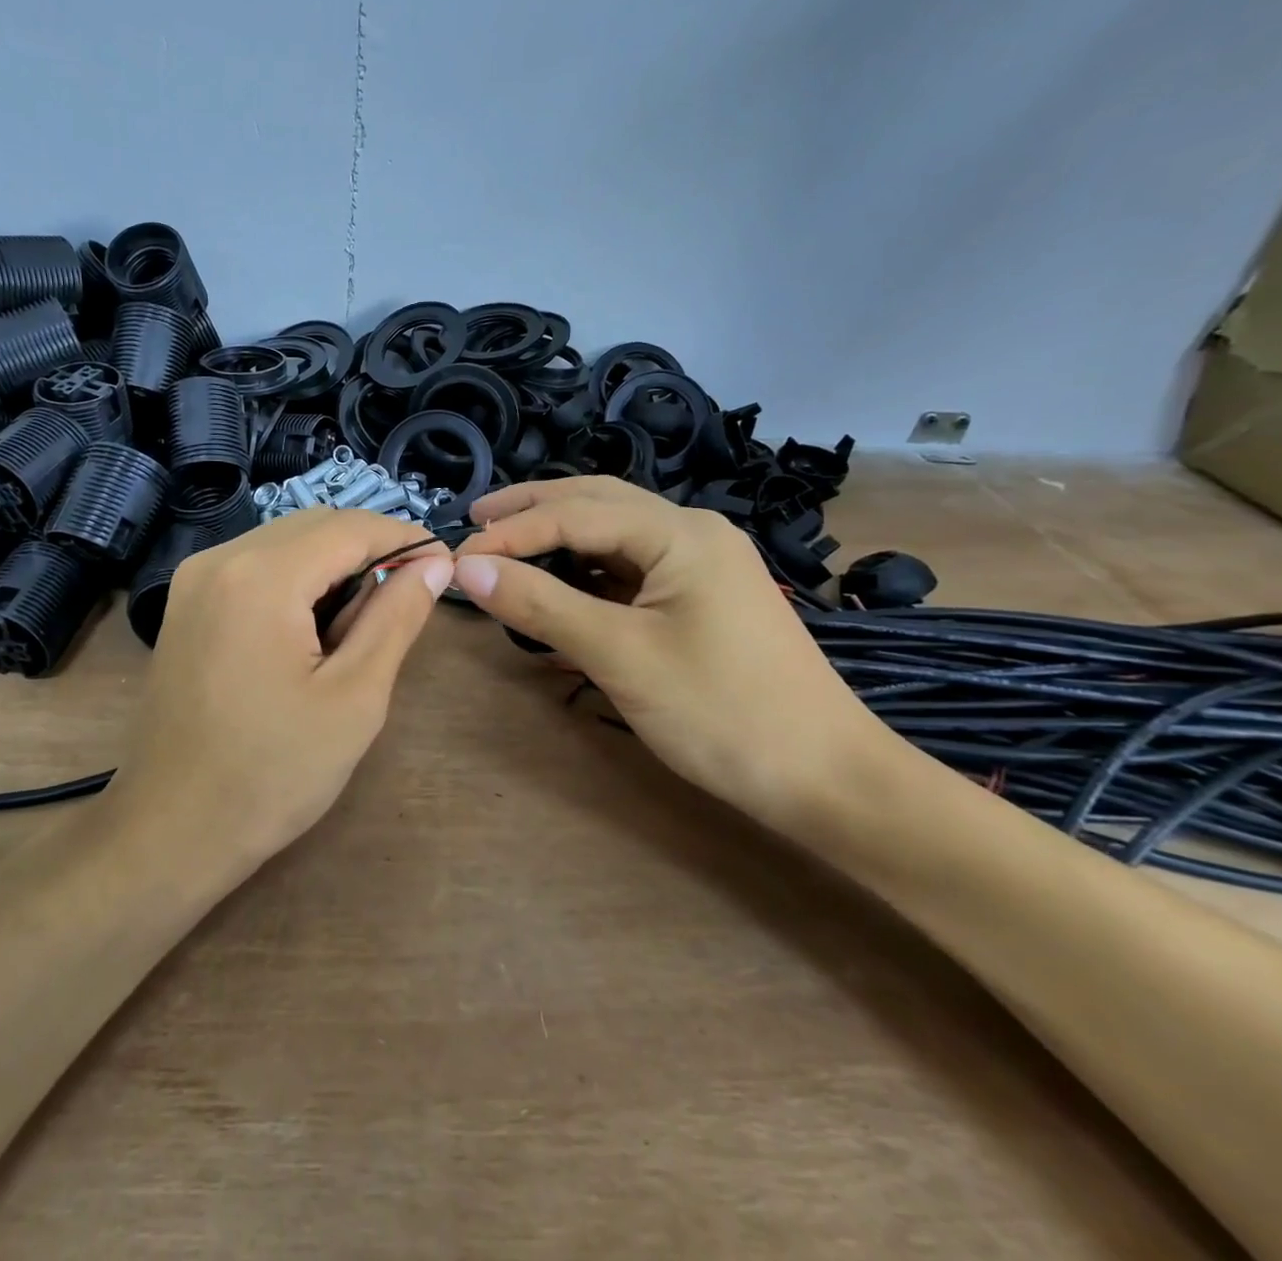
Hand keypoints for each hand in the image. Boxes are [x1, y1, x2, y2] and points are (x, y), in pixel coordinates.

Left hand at [115, 509, 452, 867]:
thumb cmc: (272, 774)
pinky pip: (255, 566)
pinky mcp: (186, 603)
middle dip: (369, 549)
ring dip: (334, 564)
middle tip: (411, 594)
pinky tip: (317, 625)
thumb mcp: (354, 698)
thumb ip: (396, 618)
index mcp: (261, 576)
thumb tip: (435, 564)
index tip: (445, 563)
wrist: (170, 830)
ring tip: (367, 618)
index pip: (349, 527)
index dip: (404, 538)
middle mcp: (219, 558)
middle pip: (314, 525)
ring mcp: (194, 579)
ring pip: (285, 542)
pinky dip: (297, 579)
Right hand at [454, 477, 876, 832]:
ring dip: (557, 539)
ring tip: (505, 549)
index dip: (510, 533)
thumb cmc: (722, 712)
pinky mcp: (700, 598)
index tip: (456, 559)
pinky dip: (585, 573)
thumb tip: (466, 569)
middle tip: (475, 523)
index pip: (574, 513)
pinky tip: (556, 588)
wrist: (826, 779)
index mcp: (679, 533)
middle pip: (596, 503)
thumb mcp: (620, 655)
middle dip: (532, 510)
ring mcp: (700, 565)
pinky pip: (630, 569)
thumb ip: (541, 604)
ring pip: (612, 536)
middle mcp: (691, 533)